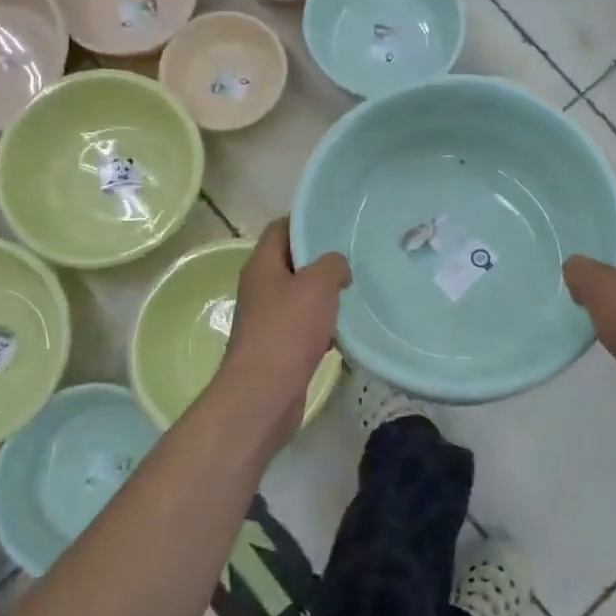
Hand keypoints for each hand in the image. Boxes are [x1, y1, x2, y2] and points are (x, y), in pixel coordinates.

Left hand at [217, 218, 350, 440]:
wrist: (263, 394)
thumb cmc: (287, 331)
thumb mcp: (317, 285)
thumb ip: (332, 264)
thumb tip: (337, 268)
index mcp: (262, 265)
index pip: (281, 228)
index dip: (306, 221)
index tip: (336, 222)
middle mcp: (260, 287)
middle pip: (291, 262)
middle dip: (321, 259)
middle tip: (354, 257)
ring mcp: (266, 318)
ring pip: (299, 295)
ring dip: (324, 294)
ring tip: (355, 290)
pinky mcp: (277, 347)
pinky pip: (302, 326)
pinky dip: (322, 325)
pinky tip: (344, 330)